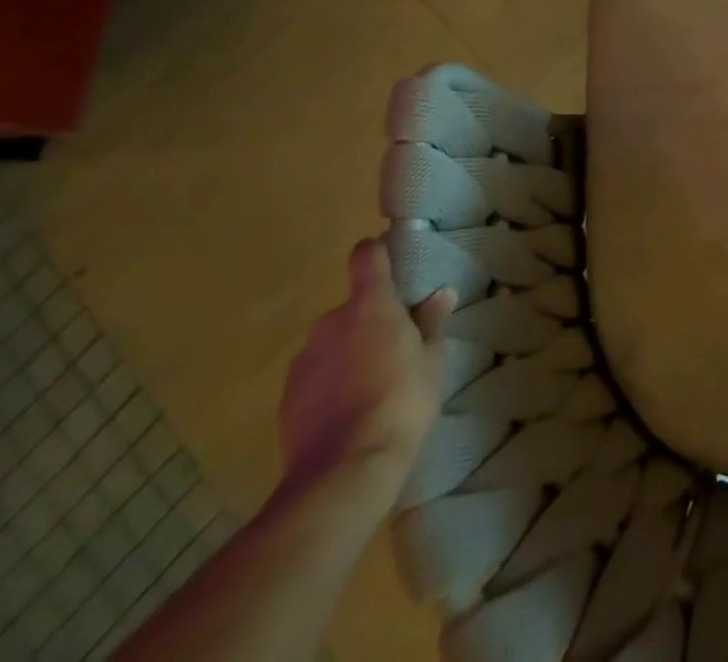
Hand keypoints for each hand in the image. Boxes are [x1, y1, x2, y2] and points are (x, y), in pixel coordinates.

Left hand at [277, 238, 455, 497]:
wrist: (343, 473)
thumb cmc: (402, 402)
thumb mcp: (432, 360)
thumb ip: (431, 323)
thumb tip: (441, 294)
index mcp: (370, 304)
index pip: (367, 256)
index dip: (377, 253)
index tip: (391, 262)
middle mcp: (330, 323)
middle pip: (351, 307)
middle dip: (369, 320)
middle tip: (394, 347)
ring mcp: (303, 361)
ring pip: (331, 344)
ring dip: (348, 353)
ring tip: (371, 386)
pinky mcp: (286, 399)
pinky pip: (315, 377)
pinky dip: (329, 385)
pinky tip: (348, 412)